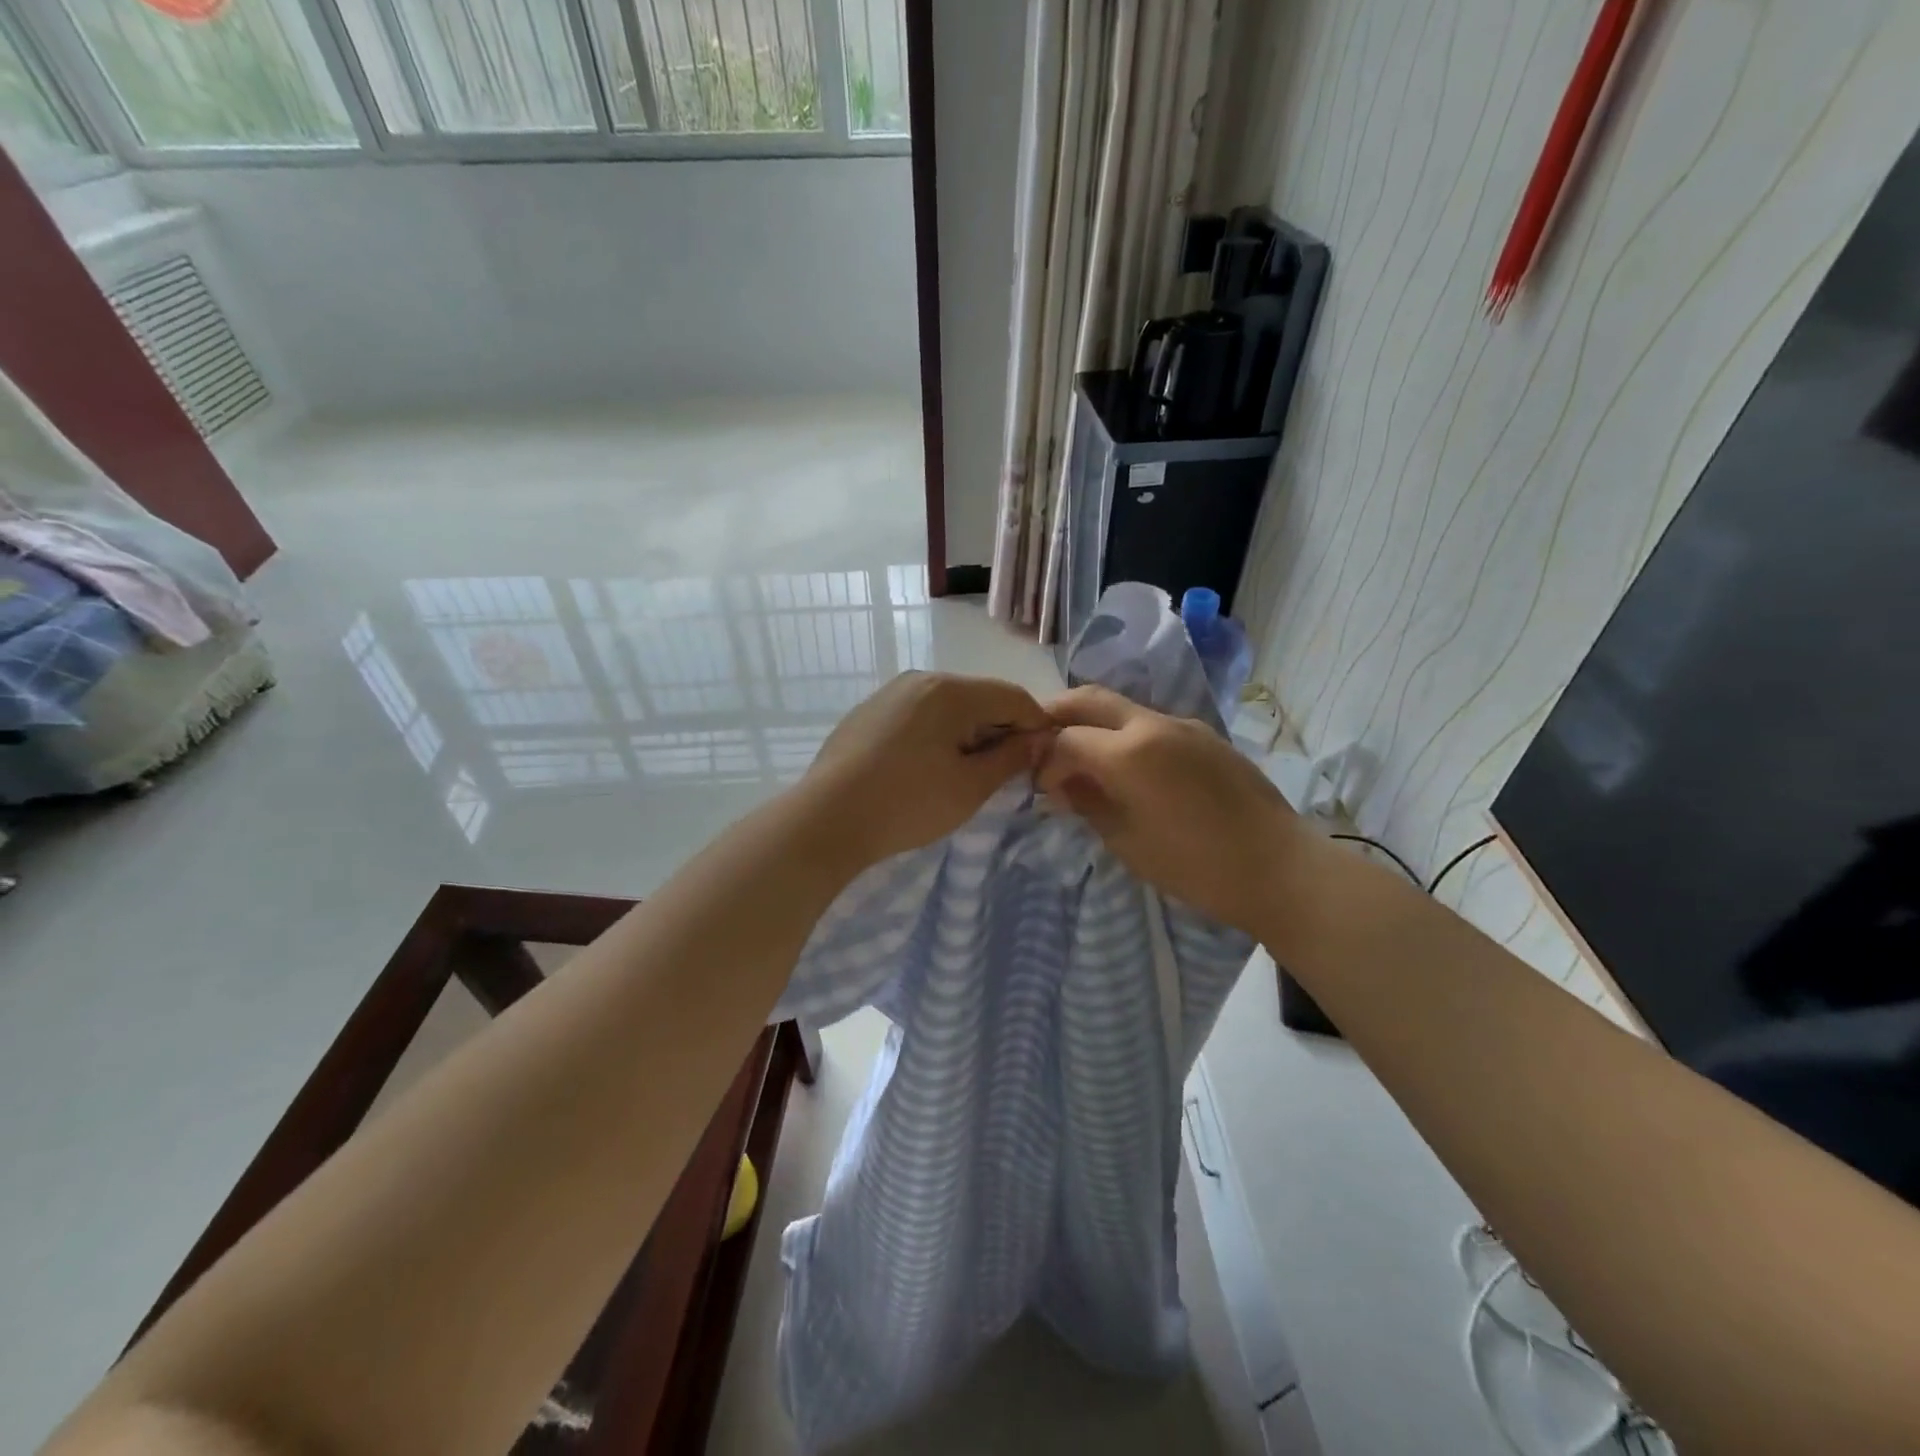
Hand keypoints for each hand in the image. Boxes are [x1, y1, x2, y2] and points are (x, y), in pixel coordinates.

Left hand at [803, 672, 1053, 866]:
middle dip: (999, 730)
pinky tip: (924, 768)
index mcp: (950, 690)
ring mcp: (889, 693)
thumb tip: (1039, 739)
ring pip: (947, 706)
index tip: (1042, 759)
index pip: (1013, 696)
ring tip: (963, 774)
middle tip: (1003, 773)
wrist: (826, 819)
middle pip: (979, 697)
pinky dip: (935, 734)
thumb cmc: (907, 804)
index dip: (1036, 725)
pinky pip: (917, 715)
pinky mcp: (868, 712)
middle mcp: (920, 678)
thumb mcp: (970, 787)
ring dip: (967, 733)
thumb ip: (1010, 757)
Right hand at [1036, 685, 1298, 934]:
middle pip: (1088, 699)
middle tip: (1040, 744)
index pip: (1065, 738)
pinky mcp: (1205, 736)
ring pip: (1121, 708)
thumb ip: (1087, 803)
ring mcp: (1184, 725)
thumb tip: (1062, 783)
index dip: (1044, 759)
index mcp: (1129, 751)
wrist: (1279, 867)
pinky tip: (1127, 769)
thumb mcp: (1127, 841)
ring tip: (1082, 759)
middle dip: (1056, 715)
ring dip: (1093, 724)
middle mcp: (1153, 723)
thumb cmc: (1195, 865)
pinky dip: (1124, 735)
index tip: (1041, 787)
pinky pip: (1151, 724)